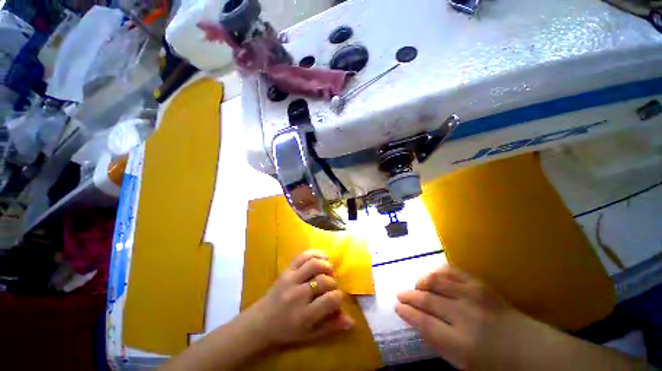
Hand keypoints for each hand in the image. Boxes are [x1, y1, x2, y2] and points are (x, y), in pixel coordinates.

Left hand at [243, 250, 354, 347]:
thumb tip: (352, 321)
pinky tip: (322, 257)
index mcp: (304, 315)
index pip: (330, 300)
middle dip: (333, 282)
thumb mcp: (309, 334)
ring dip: (326, 265)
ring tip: (329, 270)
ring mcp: (290, 279)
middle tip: (332, 285)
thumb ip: (331, 326)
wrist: (261, 320)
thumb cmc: (287, 330)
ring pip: (314, 264)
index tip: (337, 298)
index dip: (338, 297)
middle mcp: (297, 295)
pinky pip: (303, 256)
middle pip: (323, 280)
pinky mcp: (286, 269)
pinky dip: (315, 253)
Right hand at [396, 266, 552, 369]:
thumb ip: (437, 342)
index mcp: (461, 343)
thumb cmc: (492, 362)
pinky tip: (433, 276)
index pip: (424, 322)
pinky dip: (438, 272)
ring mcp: (473, 296)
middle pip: (428, 299)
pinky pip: (452, 271)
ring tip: (416, 286)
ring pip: (436, 281)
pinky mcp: (480, 284)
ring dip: (421, 282)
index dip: (407, 312)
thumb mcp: (462, 363)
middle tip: (400, 295)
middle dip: (409, 296)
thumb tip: (416, 321)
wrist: (529, 347)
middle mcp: (465, 315)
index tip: (397, 307)